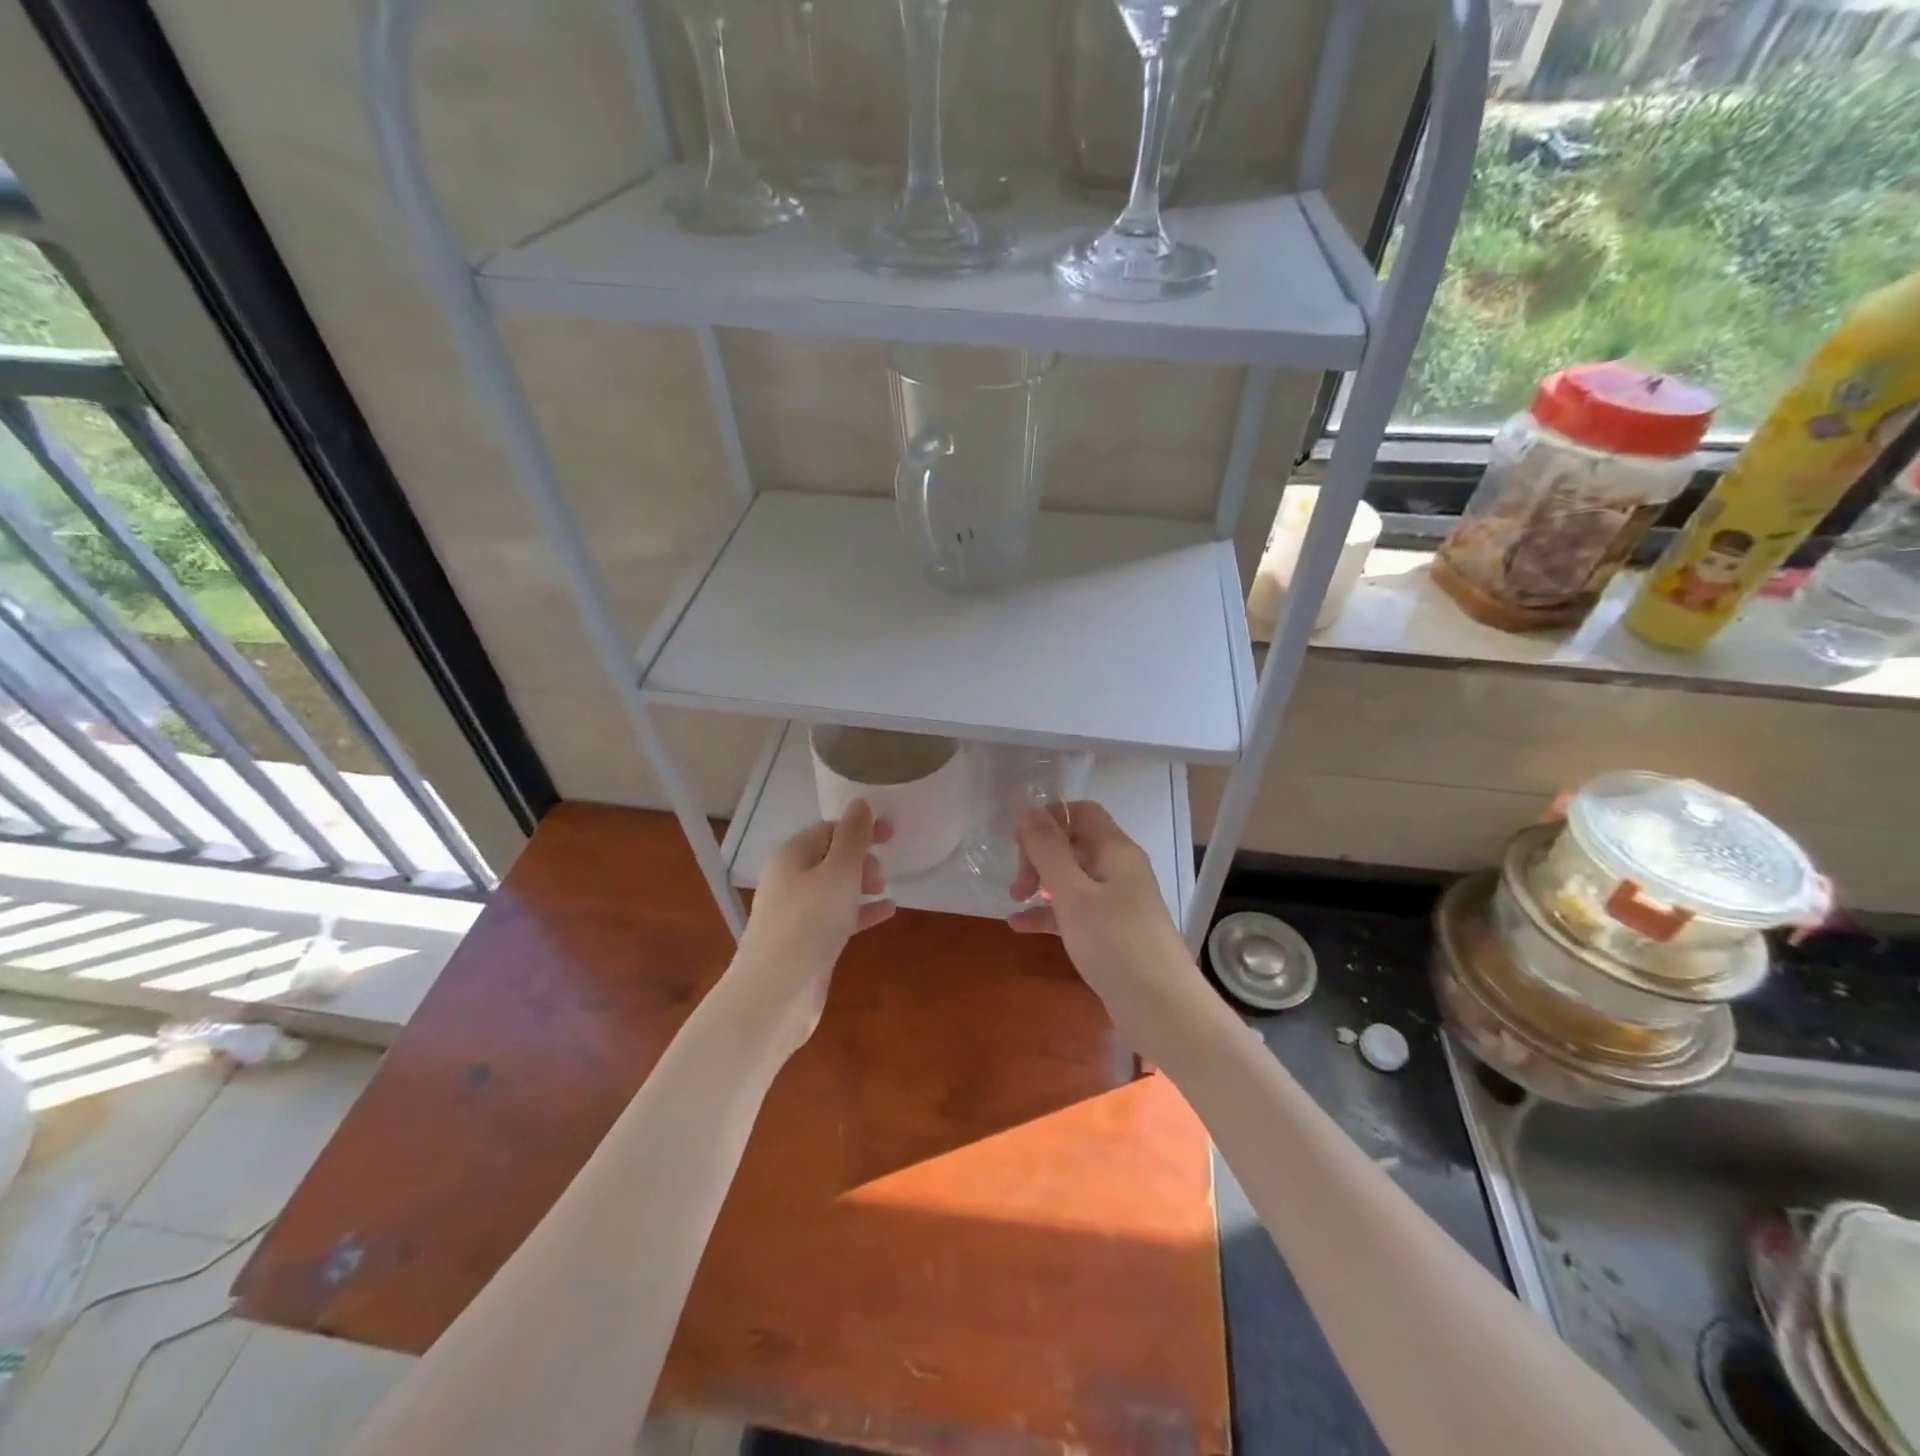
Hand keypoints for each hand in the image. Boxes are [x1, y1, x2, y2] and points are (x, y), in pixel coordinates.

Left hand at [731, 800, 894, 1048]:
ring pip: (833, 888)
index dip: (860, 829)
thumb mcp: (838, 873)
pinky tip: (886, 913)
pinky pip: (836, 917)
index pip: (828, 830)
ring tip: (885, 888)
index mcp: (791, 856)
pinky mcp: (805, 943)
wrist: (775, 994)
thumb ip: (853, 838)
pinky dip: (860, 911)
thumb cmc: (809, 923)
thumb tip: (860, 804)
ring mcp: (795, 914)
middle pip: (829, 857)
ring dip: (860, 884)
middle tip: (883, 870)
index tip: (892, 836)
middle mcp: (789, 881)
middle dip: (859, 858)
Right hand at [1009, 801, 1190, 1008]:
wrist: (1164, 1010)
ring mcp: (1118, 902)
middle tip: (1018, 884)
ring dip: (1041, 884)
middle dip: (1039, 856)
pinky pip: (1076, 910)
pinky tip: (1021, 927)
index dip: (1049, 820)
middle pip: (1074, 844)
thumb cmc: (1116, 945)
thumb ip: (1048, 851)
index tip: (1019, 845)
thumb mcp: (1073, 894)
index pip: (1081, 813)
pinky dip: (1050, 914)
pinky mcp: (1113, 932)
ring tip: (1013, 902)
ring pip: (1072, 878)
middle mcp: (1119, 869)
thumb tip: (1028, 811)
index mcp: (1116, 850)